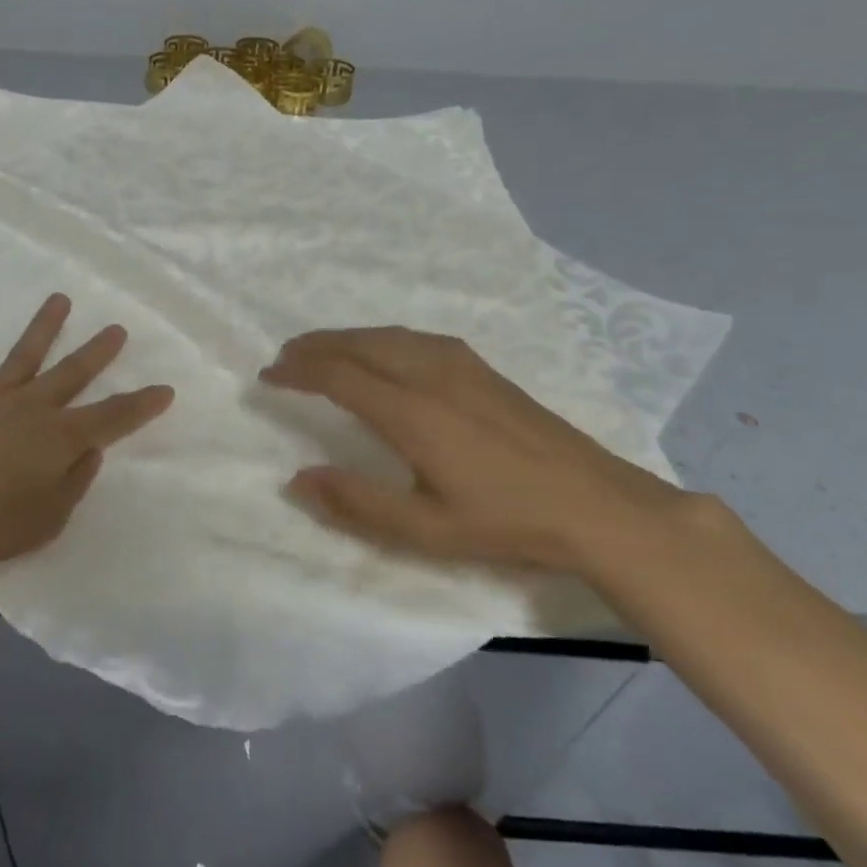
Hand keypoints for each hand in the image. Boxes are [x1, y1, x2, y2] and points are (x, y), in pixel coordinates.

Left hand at [0, 295, 174, 566]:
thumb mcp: (47, 520)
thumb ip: (74, 483)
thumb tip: (89, 451)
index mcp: (59, 438)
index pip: (113, 417)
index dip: (142, 404)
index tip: (165, 389)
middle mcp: (30, 408)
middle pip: (72, 373)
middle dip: (98, 351)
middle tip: (117, 328)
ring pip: (23, 355)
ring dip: (43, 326)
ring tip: (59, 299)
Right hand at [259, 326, 701, 576]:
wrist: (597, 504)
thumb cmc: (507, 522)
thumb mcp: (426, 530)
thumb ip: (357, 503)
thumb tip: (298, 477)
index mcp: (412, 413)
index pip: (338, 376)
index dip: (298, 372)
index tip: (268, 377)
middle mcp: (430, 375)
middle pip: (358, 344)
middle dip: (315, 346)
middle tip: (284, 358)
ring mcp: (460, 365)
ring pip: (386, 335)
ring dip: (345, 338)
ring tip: (320, 350)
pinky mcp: (481, 367)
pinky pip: (413, 337)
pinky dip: (379, 337)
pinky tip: (380, 351)